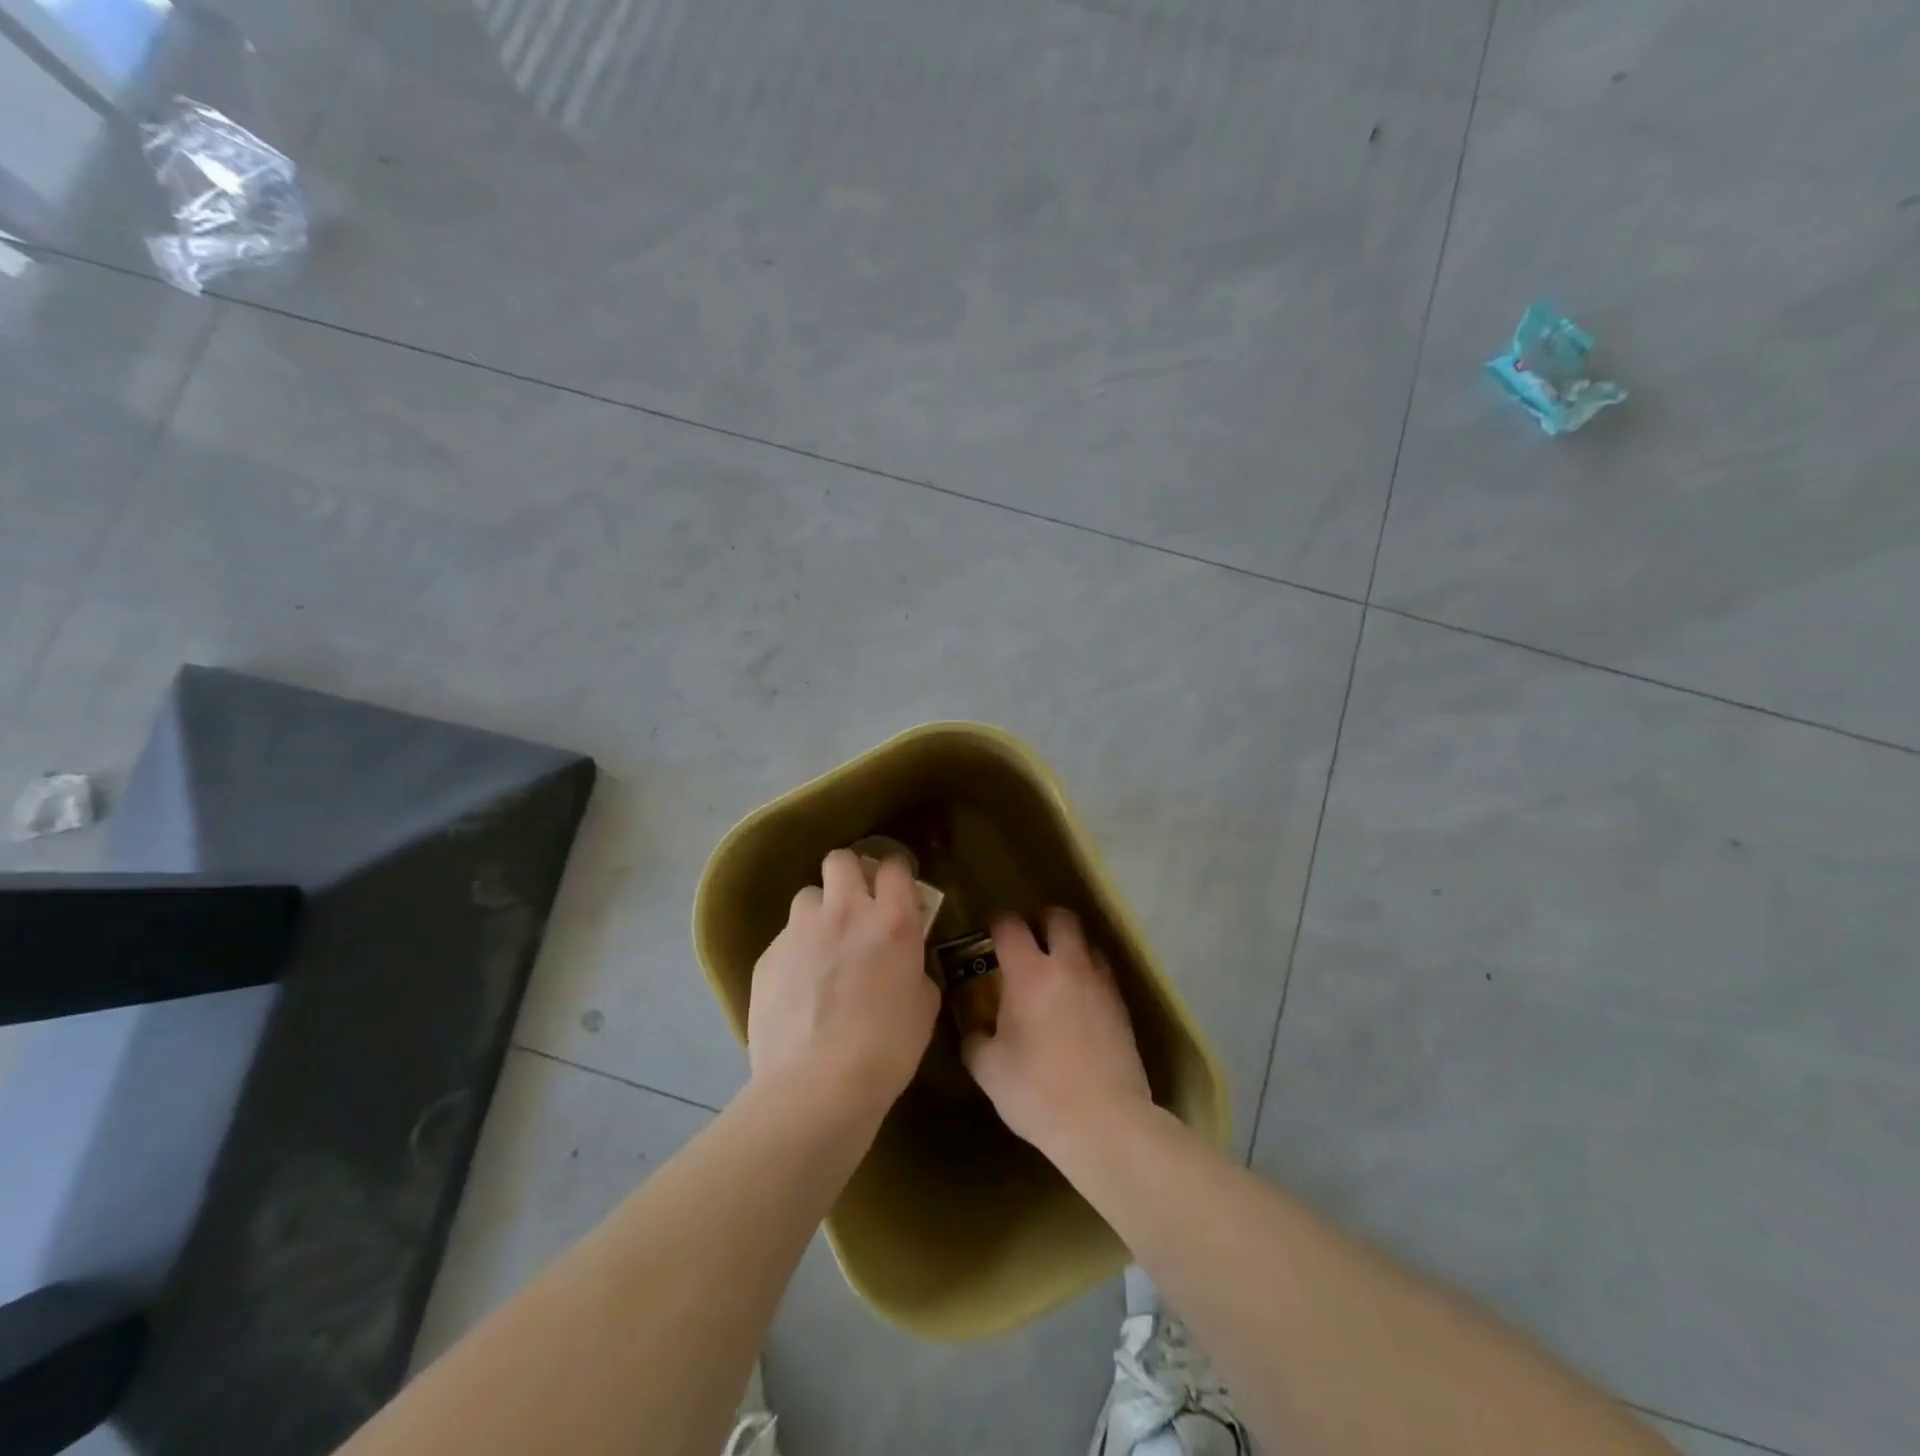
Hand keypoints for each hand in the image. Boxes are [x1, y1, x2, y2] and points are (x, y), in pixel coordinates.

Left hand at [747, 849, 940, 1118]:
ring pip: (808, 897)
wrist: (817, 1087)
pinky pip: (785, 939)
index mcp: (892, 922)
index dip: (895, 873)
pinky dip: (795, 953)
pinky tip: (798, 989)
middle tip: (855, 906)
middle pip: (840, 860)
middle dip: (849, 874)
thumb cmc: (886, 1050)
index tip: (896, 889)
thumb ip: (914, 970)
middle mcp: (845, 913)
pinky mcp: (768, 956)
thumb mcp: (922, 1007)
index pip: (893, 866)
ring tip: (822, 949)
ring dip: (819, 914)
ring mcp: (800, 931)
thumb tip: (904, 965)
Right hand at [962, 908, 1152, 1156]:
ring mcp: (1101, 984)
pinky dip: (1088, 976)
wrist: (1105, 1123)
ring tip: (1055, 972)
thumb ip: (975, 1041)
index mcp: (1029, 973)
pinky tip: (1077, 1004)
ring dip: (1070, 947)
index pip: (1010, 925)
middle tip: (1028, 942)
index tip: (988, 936)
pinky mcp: (1122, 1008)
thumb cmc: (1038, 1091)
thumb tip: (974, 1031)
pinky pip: (1103, 974)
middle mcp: (1069, 966)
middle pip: (1060, 918)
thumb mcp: (989, 1070)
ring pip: (1088, 943)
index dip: (996, 924)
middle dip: (1042, 921)